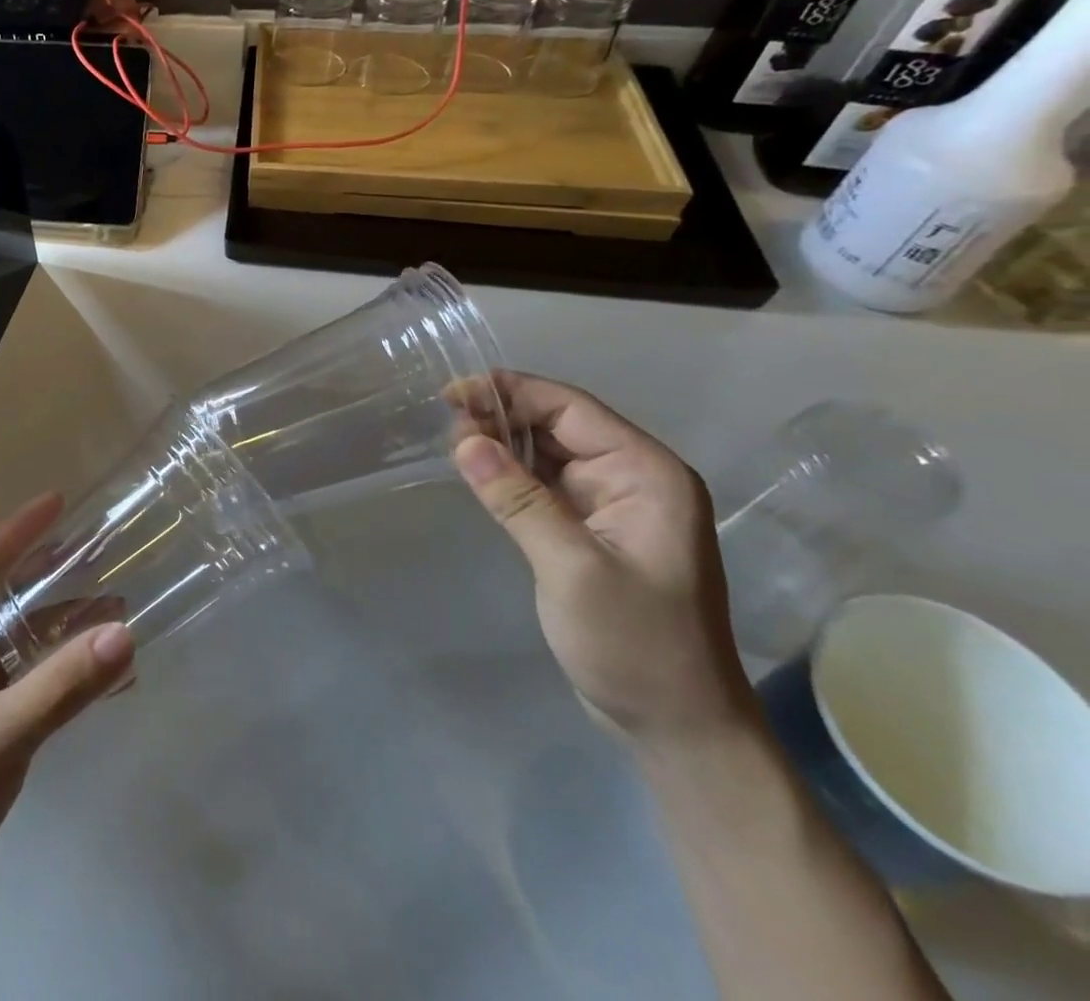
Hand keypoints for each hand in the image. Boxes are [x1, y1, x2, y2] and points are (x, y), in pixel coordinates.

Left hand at [0, 493, 133, 998]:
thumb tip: (125, 633)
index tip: (59, 500)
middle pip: (1, 594)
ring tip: (113, 611)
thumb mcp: (1, 734)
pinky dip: (61, 669)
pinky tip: (103, 677)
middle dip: (48, 572)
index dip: (19, 529)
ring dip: (62, 625)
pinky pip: (26, 677)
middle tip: (96, 550)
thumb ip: (63, 684)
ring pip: (17, 637)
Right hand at [452, 372, 752, 746]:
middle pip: (557, 423)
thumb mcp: (572, 569)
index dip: (509, 392)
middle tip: (443, 424)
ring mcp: (612, 504)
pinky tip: (476, 471)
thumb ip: (518, 499)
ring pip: (547, 451)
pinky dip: (509, 472)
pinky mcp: (591, 528)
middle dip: (500, 416)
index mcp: (646, 473)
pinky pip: (544, 483)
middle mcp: (632, 477)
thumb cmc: (635, 645)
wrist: (677, 728)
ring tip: (450, 442)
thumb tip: (463, 440)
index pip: (570, 408)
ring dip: (501, 442)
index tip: (450, 395)